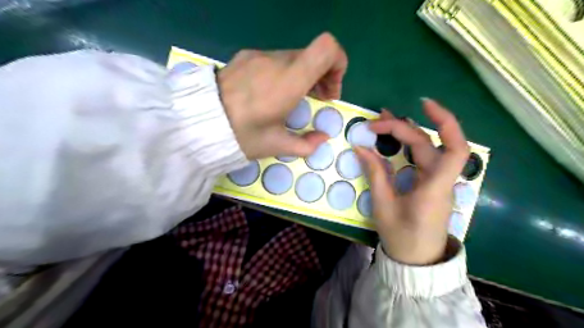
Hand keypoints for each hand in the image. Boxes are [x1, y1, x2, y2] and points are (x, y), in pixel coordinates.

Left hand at [218, 32, 345, 160]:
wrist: (198, 123)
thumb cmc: (242, 136)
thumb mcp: (276, 146)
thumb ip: (306, 144)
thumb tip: (322, 138)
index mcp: (288, 82)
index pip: (326, 48)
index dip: (338, 64)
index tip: (330, 89)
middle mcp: (276, 61)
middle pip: (312, 55)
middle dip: (323, 76)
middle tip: (317, 99)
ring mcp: (258, 55)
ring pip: (294, 57)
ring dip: (303, 75)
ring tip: (294, 97)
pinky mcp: (245, 56)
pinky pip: (275, 59)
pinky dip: (284, 72)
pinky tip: (271, 92)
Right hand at [350, 100, 467, 266]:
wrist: (416, 260)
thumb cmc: (401, 237)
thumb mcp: (384, 206)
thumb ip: (375, 174)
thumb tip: (361, 148)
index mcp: (434, 187)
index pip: (454, 148)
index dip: (445, 122)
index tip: (422, 104)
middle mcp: (440, 180)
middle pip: (428, 144)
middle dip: (403, 128)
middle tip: (376, 122)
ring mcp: (436, 182)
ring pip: (426, 149)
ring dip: (406, 132)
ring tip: (383, 122)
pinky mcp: (430, 184)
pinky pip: (421, 159)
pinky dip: (406, 146)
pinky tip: (393, 140)